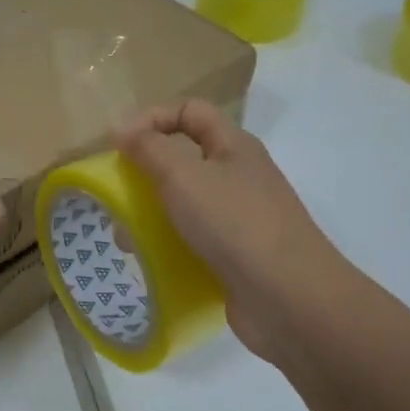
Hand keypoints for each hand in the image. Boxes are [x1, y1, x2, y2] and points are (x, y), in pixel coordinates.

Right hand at [116, 99, 352, 361]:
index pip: (190, 110)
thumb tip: (122, 127)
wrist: (290, 299)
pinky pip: (193, 239)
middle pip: (184, 158)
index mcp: (233, 146)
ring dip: (152, 214)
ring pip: (185, 203)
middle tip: (119, 195)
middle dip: (146, 172)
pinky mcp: (236, 255)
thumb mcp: (183, 175)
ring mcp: (240, 218)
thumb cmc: (234, 224)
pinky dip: (169, 245)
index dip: (153, 117)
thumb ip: (148, 147)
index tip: (121, 146)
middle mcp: (239, 176)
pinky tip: (150, 261)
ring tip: (127, 238)